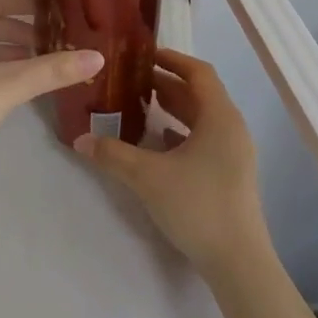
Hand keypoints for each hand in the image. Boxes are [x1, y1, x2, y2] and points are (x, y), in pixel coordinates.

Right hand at [72, 48, 272, 280]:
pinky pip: (204, 139)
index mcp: (220, 117)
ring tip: (139, 105)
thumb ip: (112, 154)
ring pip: (202, 118)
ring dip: (173, 109)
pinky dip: (181, 132)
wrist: (238, 262)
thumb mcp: (148, 177)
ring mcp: (234, 153)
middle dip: (166, 84)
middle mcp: (232, 128)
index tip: (143, 54)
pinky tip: (157, 142)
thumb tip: (79, 139)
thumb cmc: (197, 206)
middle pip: (199, 94)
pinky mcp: (230, 174)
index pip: (198, 72)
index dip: (172, 59)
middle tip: (132, 79)